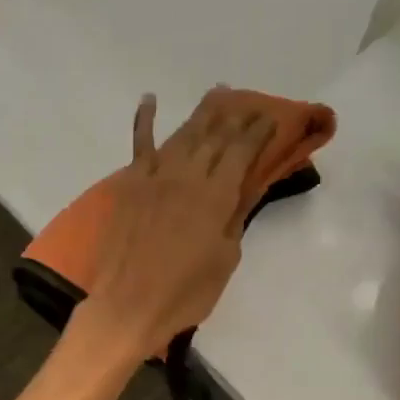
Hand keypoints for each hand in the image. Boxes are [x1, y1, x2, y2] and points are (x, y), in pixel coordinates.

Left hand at [78, 89, 275, 359]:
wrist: (129, 305)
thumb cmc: (186, 292)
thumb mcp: (225, 259)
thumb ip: (234, 220)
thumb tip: (241, 193)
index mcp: (215, 196)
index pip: (241, 153)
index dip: (257, 132)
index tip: (270, 117)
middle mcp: (186, 176)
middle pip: (214, 137)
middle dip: (235, 116)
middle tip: (249, 101)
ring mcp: (154, 177)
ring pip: (182, 135)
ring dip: (202, 113)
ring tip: (218, 93)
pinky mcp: (130, 186)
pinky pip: (139, 147)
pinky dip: (144, 121)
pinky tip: (150, 100)